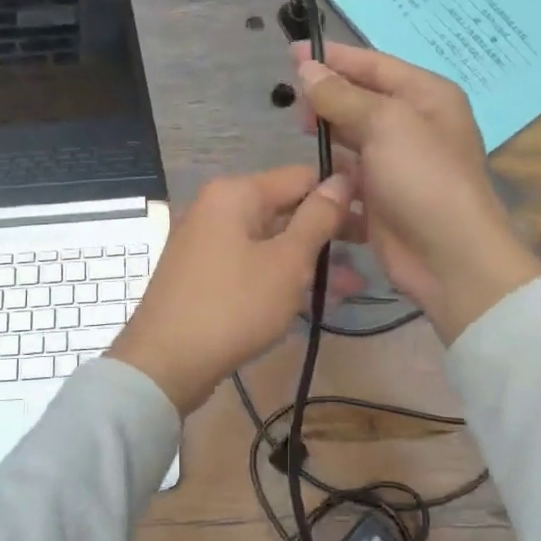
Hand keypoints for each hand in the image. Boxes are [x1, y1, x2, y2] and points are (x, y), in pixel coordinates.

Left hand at [109, 166, 354, 413]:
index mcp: (236, 193)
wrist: (165, 363)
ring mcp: (208, 242)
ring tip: (354, 288)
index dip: (341, 194)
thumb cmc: (234, 306)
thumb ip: (318, 218)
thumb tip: (342, 179)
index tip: (376, 217)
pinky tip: (316, 299)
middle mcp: (218, 208)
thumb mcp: (287, 262)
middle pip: (286, 208)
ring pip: (272, 241)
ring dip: (311, 261)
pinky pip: (253, 264)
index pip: (302, 177)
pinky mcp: (205, 274)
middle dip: (328, 233)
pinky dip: (282, 276)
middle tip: (369, 254)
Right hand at [294, 42, 540, 342]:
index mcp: (426, 97)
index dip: (333, 58)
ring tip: (298, 138)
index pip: (373, 65)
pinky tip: (308, 181)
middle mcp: (414, 127)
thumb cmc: (423, 178)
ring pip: (351, 144)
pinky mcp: (381, 204)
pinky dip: (330, 182)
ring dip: (326, 141)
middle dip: (327, 101)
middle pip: (361, 103)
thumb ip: (342, 96)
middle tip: (293, 107)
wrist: (450, 258)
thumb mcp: (385, 124)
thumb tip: (307, 68)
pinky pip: (348, 184)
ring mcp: (397, 168)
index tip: (291, 53)